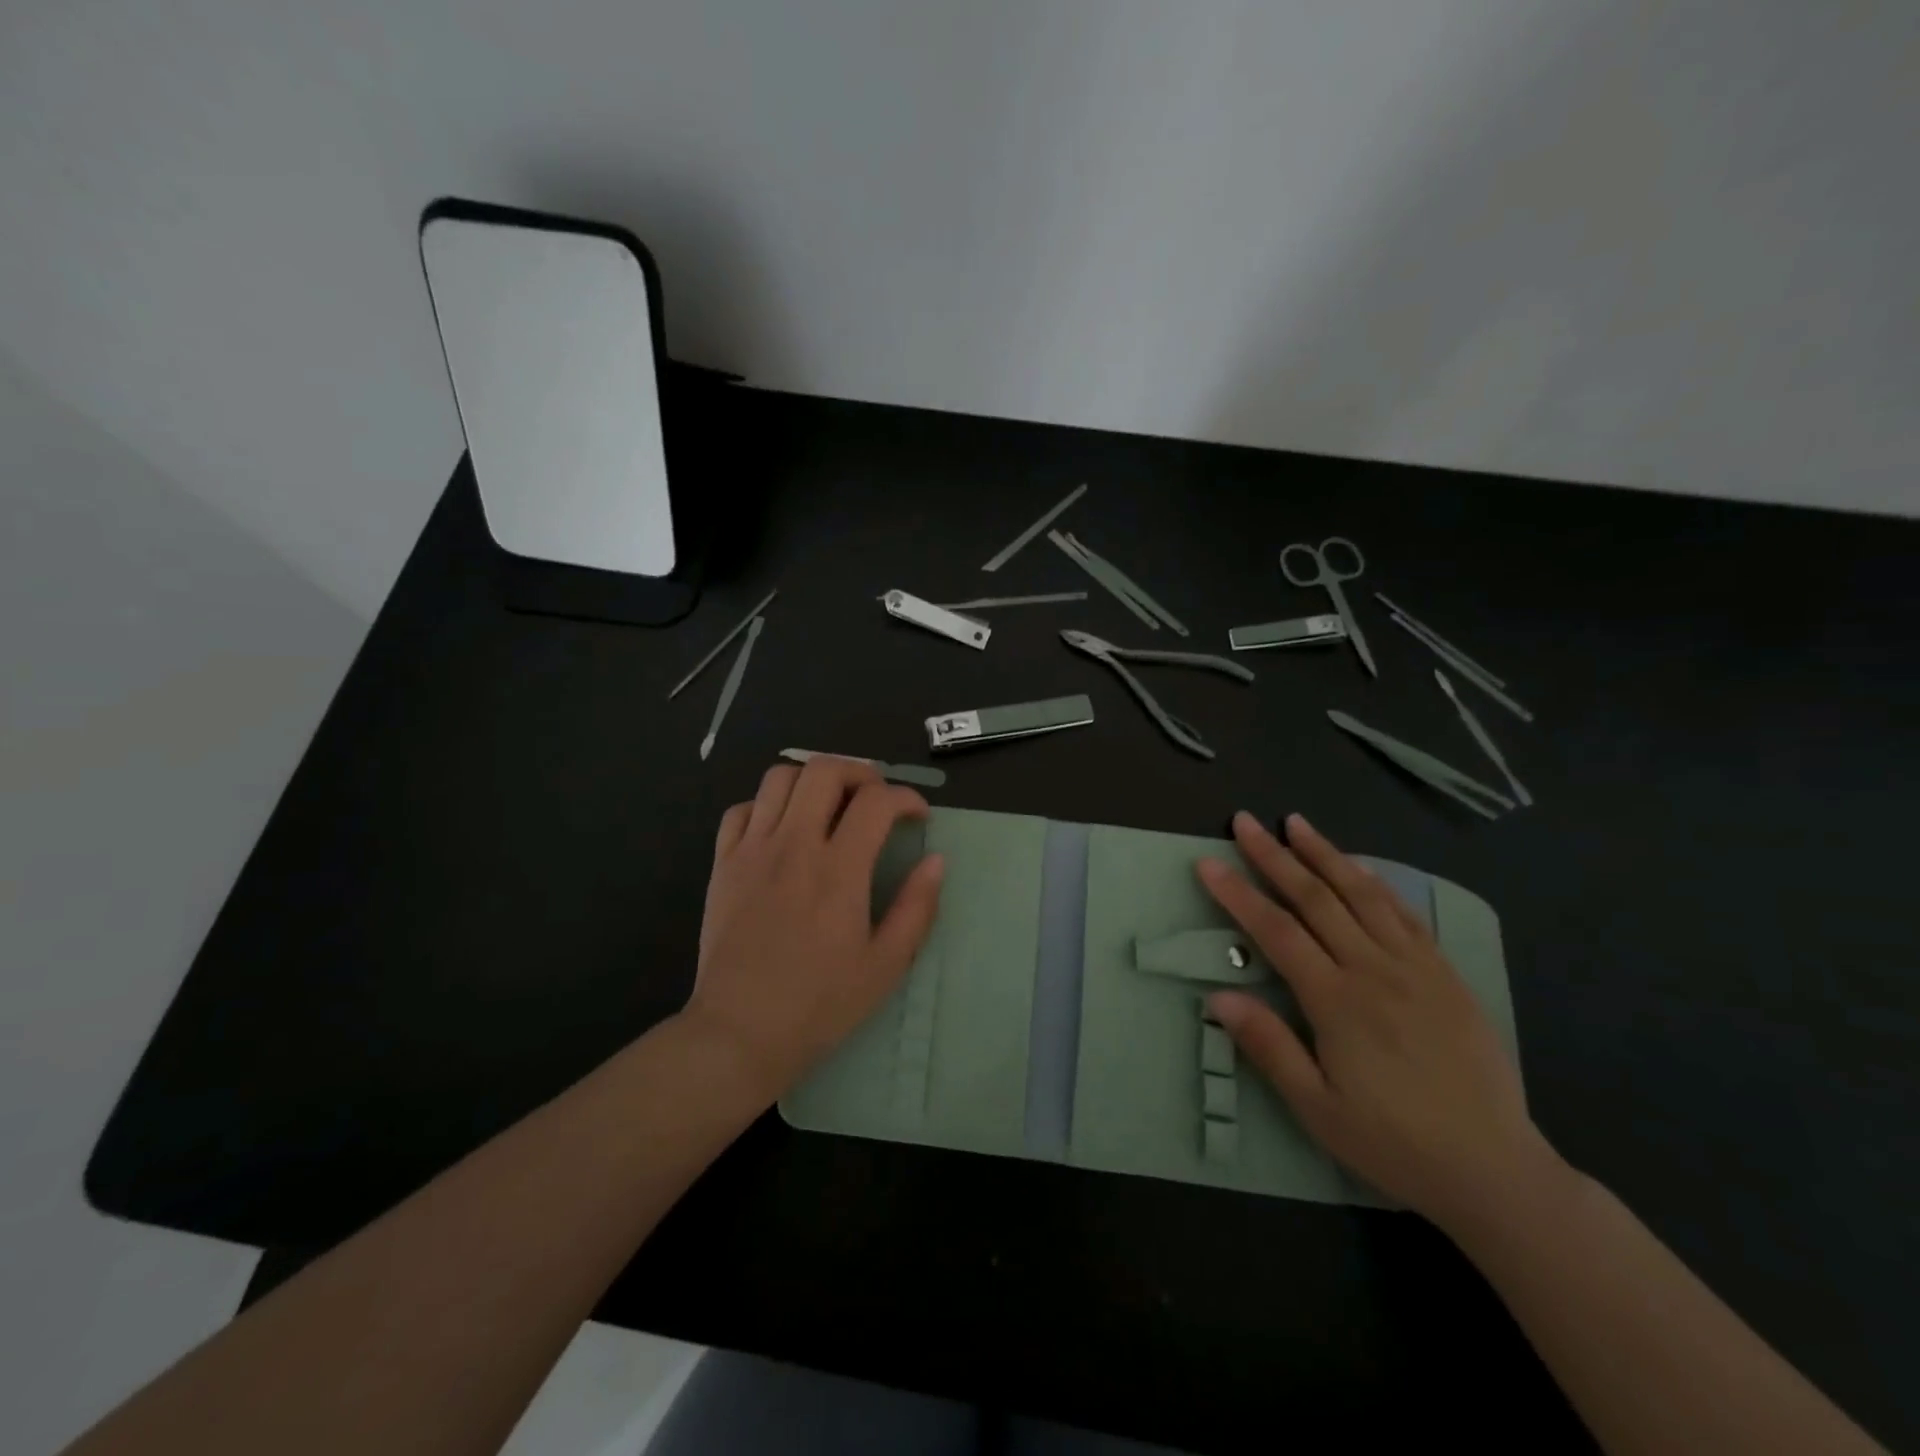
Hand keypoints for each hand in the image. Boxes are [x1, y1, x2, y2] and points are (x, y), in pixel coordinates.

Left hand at [683, 757, 943, 1104]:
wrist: (739, 1033)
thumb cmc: (819, 1004)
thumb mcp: (886, 965)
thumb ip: (917, 907)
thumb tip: (936, 860)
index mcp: (838, 870)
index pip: (877, 801)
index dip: (906, 797)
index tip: (917, 816)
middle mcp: (794, 846)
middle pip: (825, 770)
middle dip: (860, 771)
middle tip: (875, 798)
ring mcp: (752, 851)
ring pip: (780, 777)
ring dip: (813, 781)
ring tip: (830, 806)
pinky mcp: (722, 864)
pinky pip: (742, 809)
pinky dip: (768, 805)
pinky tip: (783, 829)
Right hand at [1198, 811, 1557, 1232]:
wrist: (1495, 1171)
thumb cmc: (1393, 1143)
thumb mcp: (1317, 1108)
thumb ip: (1268, 1046)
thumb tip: (1218, 997)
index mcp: (1338, 1002)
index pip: (1276, 931)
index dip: (1238, 894)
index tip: (1209, 862)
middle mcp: (1375, 971)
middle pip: (1316, 899)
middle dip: (1276, 856)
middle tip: (1245, 822)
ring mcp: (1416, 968)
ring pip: (1364, 895)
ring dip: (1326, 855)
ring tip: (1297, 823)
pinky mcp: (1447, 976)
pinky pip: (1407, 916)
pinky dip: (1378, 884)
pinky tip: (1361, 868)